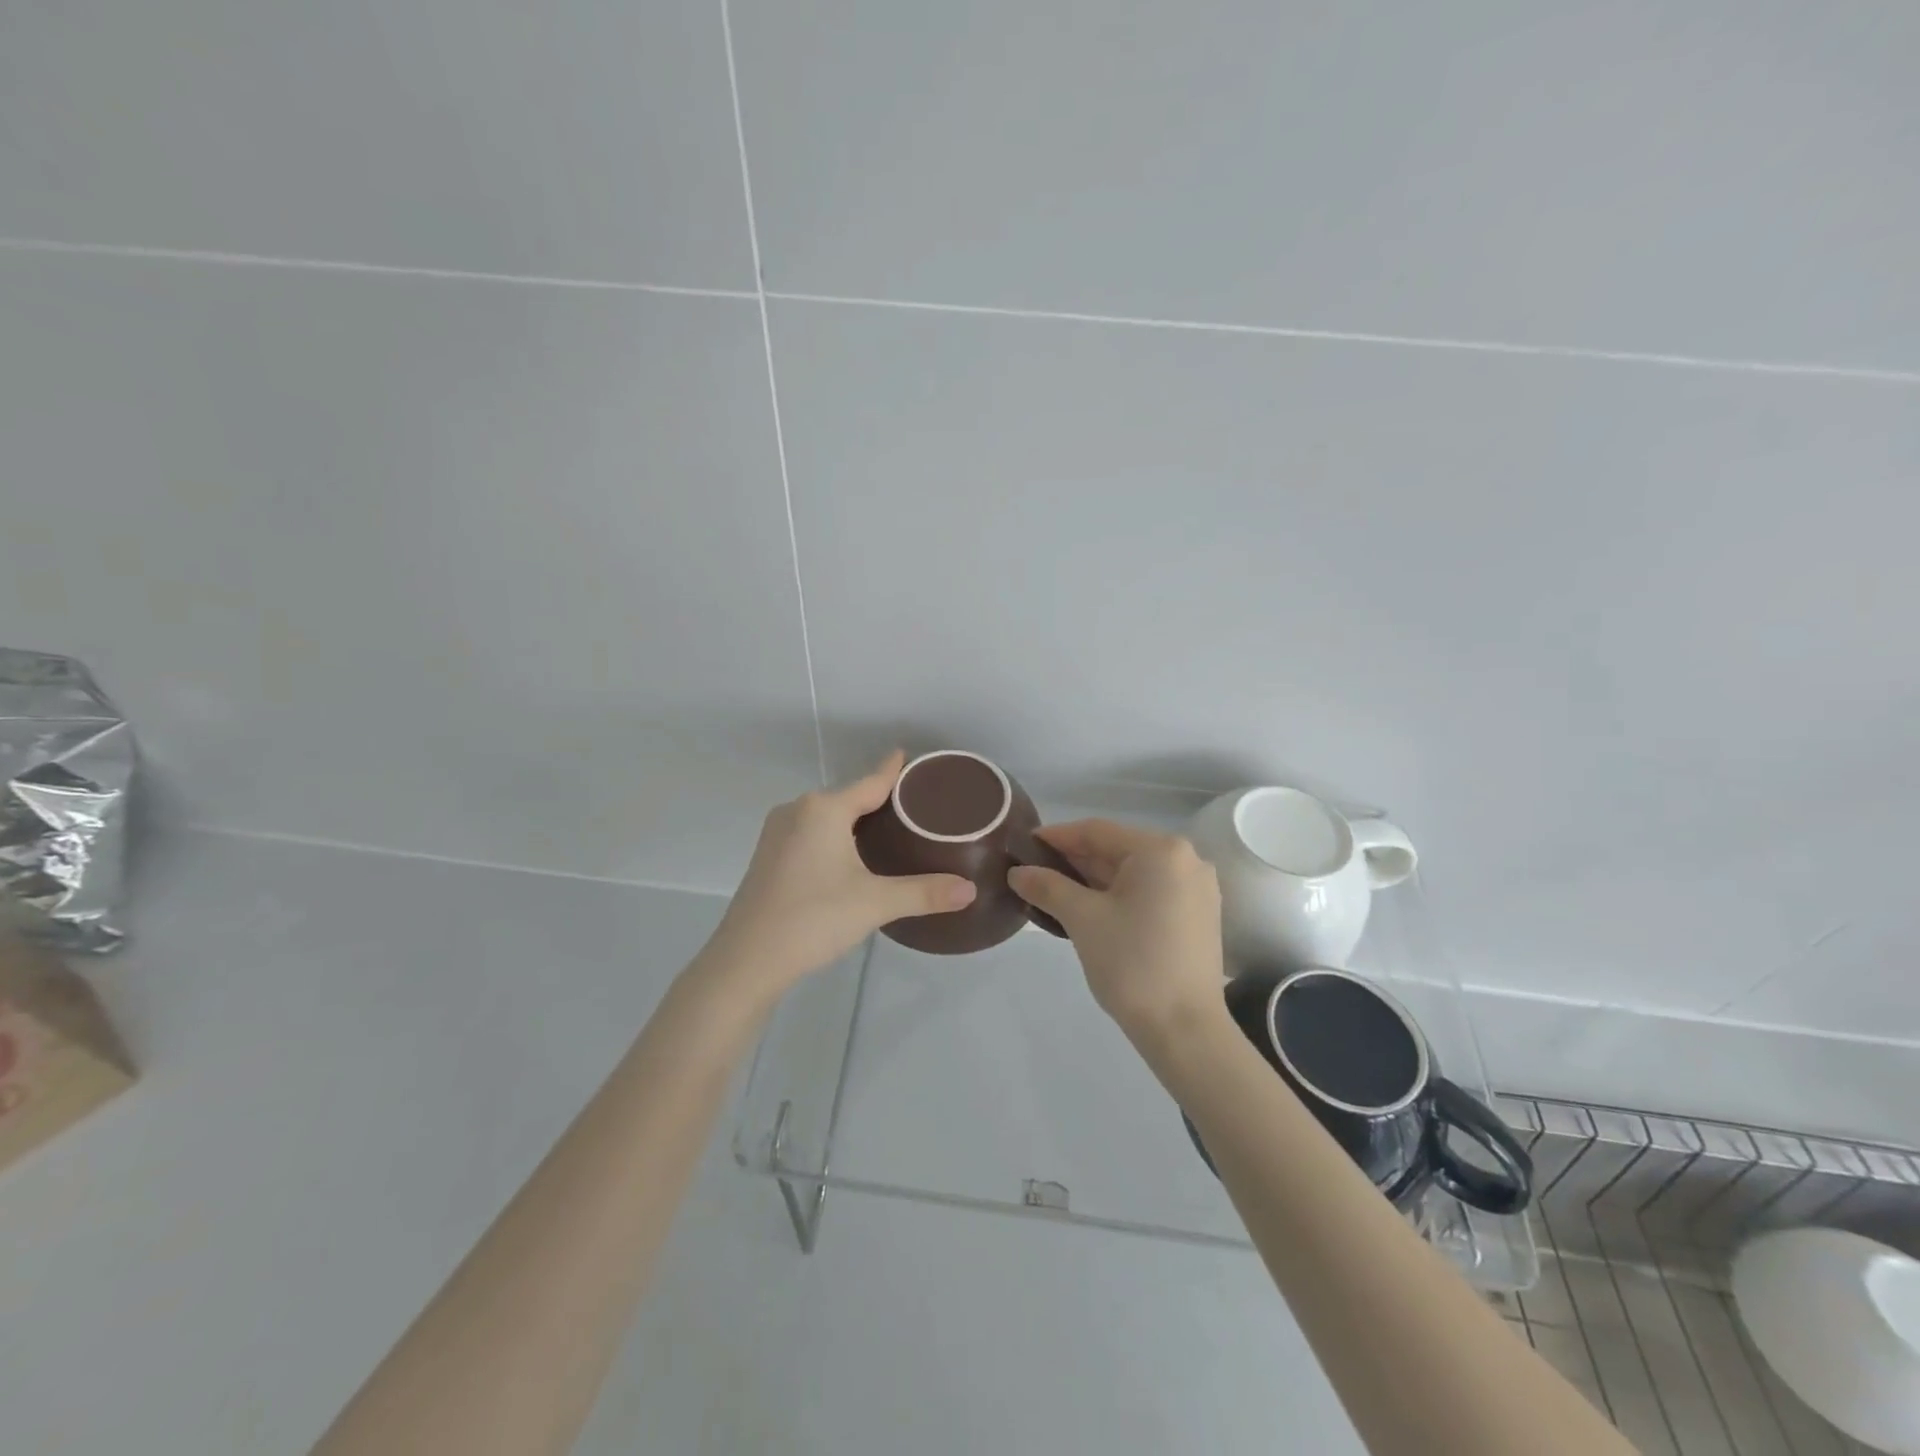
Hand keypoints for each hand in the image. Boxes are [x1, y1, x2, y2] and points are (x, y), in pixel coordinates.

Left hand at [700, 752, 976, 1000]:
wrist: (747, 961)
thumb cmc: (814, 918)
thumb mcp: (875, 903)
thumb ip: (924, 893)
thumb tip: (970, 890)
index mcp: (824, 810)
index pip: (870, 783)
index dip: (891, 770)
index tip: (907, 755)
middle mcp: (798, 811)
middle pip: (848, 798)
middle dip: (877, 800)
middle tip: (913, 807)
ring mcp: (777, 834)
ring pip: (826, 817)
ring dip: (853, 821)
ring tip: (888, 831)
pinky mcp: (768, 857)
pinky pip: (810, 834)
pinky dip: (834, 837)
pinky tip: (849, 856)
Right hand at [1007, 820, 1225, 1040]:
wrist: (1185, 1030)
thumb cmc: (1132, 963)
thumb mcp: (1082, 919)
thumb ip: (1048, 887)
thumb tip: (1017, 872)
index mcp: (1161, 850)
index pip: (1097, 832)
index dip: (1056, 837)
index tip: (1023, 846)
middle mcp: (1185, 859)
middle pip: (1117, 850)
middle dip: (1073, 861)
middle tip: (1033, 872)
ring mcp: (1196, 889)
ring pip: (1132, 873)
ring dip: (1092, 880)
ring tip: (1053, 892)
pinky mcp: (1197, 915)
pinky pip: (1148, 892)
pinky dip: (1117, 896)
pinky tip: (1088, 909)